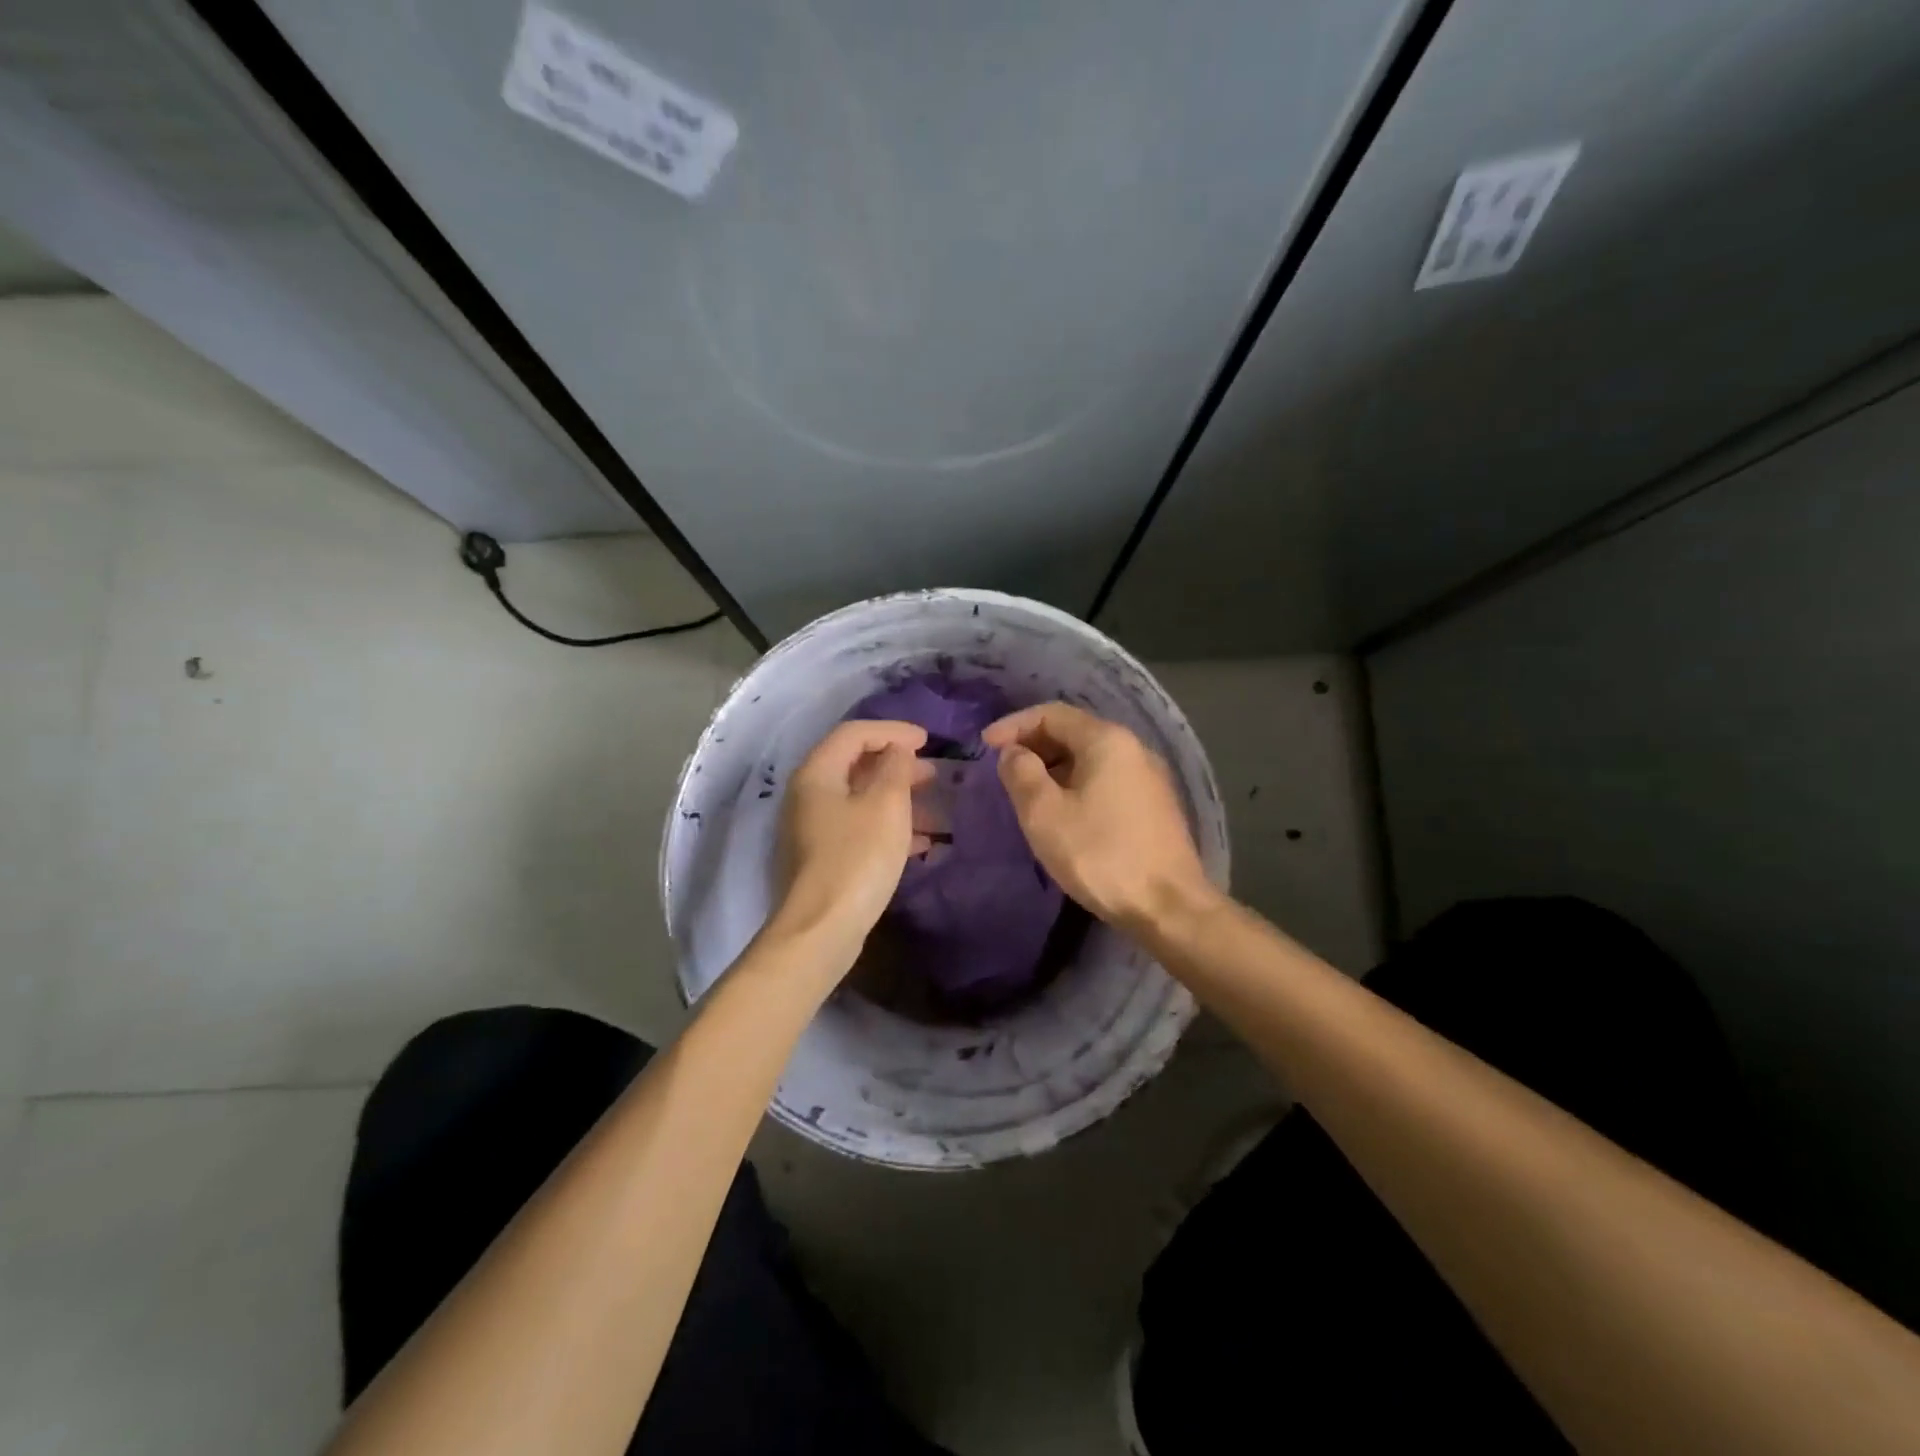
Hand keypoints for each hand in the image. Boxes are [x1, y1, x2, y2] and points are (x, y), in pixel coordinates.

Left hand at [771, 719, 933, 956]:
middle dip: (898, 766)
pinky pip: (860, 828)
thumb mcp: (886, 805)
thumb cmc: (857, 858)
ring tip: (936, 810)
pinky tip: (921, 843)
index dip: (892, 731)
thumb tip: (897, 751)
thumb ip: (895, 768)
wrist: (821, 929)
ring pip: (861, 799)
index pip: (854, 733)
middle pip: (855, 765)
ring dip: (899, 799)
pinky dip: (889, 827)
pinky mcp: (824, 858)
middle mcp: (808, 795)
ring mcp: (813, 828)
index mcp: (817, 773)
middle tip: (933, 774)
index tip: (927, 741)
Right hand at [982, 702, 1216, 932]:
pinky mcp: (1154, 806)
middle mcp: (1134, 748)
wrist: (1169, 907)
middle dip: (1034, 744)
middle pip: (1074, 732)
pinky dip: (1076, 784)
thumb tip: (1014, 753)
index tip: (985, 746)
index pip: (1052, 713)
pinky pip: (1106, 779)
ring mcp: (1149, 778)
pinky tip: (1063, 812)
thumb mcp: (1044, 813)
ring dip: (1054, 766)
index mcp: (1107, 740)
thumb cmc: (1100, 854)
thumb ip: (1021, 773)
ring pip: (1091, 758)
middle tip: (1004, 769)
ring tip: (1027, 792)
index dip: (1014, 724)